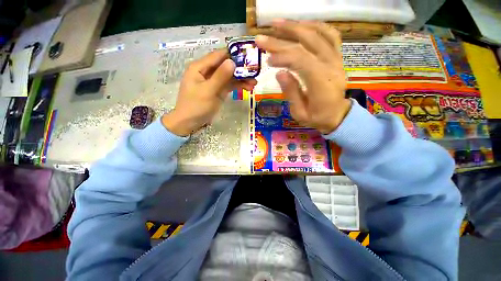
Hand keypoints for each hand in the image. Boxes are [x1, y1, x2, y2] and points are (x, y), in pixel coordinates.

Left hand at [162, 49, 256, 135]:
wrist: (190, 123)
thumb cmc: (195, 106)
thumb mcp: (208, 91)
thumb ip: (220, 77)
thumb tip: (232, 62)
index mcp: (199, 67)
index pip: (218, 56)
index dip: (232, 53)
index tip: (247, 54)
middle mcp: (207, 72)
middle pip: (225, 66)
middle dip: (240, 69)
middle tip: (255, 71)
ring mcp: (213, 82)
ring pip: (229, 76)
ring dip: (241, 79)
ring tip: (254, 83)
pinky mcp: (218, 90)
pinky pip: (229, 85)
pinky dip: (238, 86)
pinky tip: (248, 87)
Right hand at [256, 20, 350, 133]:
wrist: (338, 115)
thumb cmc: (317, 118)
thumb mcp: (300, 113)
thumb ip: (291, 93)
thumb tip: (279, 73)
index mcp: (321, 82)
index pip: (301, 60)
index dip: (282, 56)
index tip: (266, 59)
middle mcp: (331, 65)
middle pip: (306, 43)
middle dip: (282, 37)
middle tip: (262, 36)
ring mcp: (336, 59)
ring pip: (318, 33)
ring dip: (296, 26)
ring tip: (277, 24)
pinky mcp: (337, 57)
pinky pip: (329, 34)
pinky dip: (314, 26)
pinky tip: (300, 25)